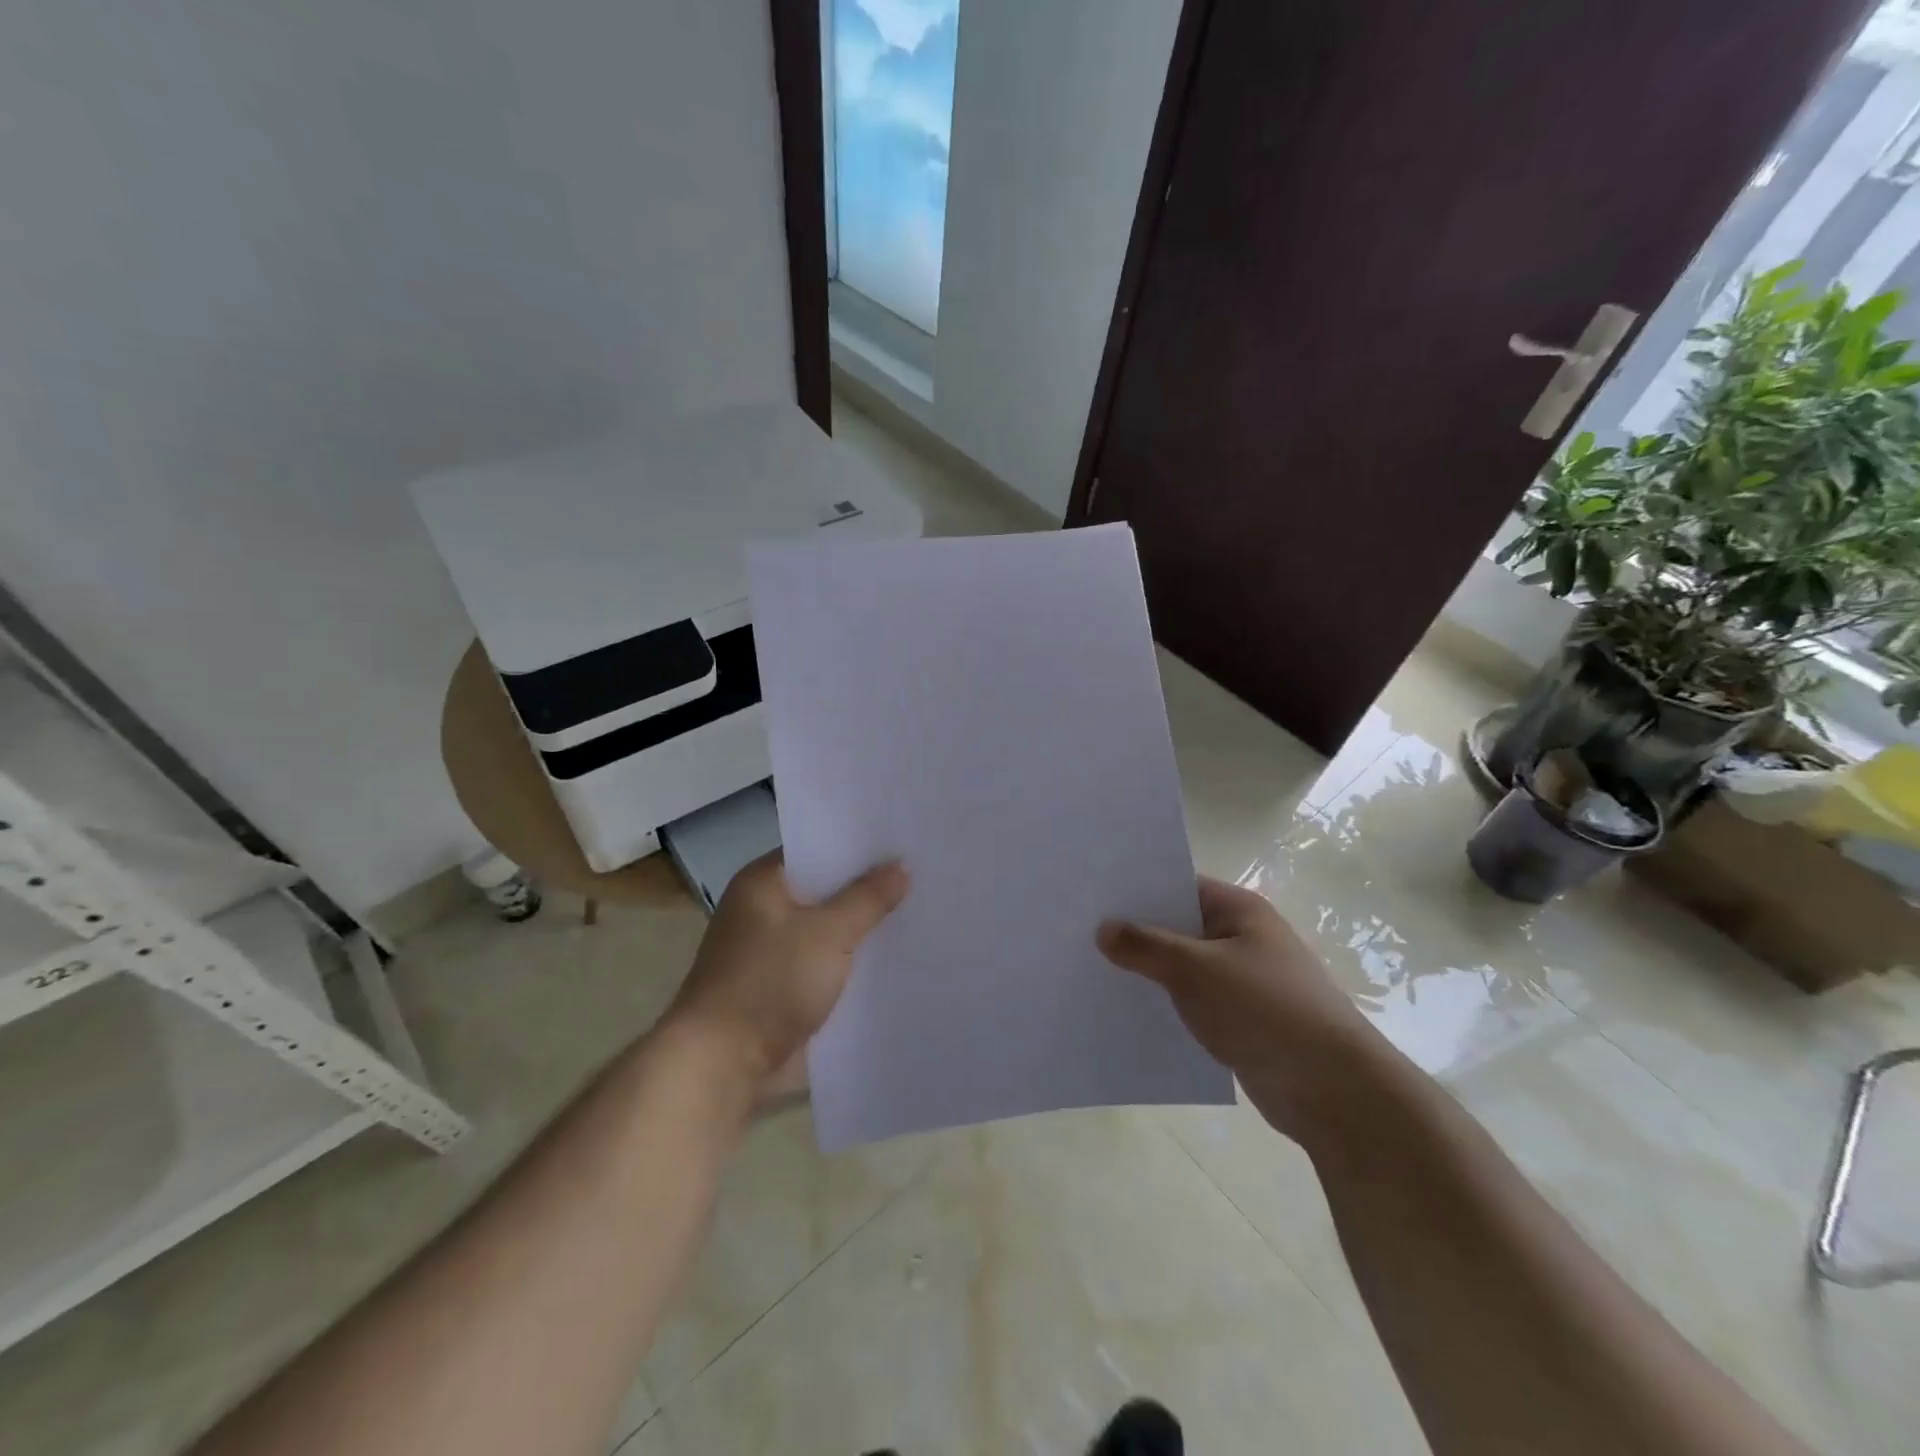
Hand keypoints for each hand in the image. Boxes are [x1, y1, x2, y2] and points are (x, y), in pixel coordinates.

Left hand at [667, 850, 908, 1089]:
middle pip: (825, 890)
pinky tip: (893, 959)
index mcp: (763, 883)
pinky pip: (825, 964)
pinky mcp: (782, 987)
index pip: (816, 849)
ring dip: (861, 929)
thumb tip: (901, 865)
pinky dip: (851, 963)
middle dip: (867, 889)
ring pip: (828, 930)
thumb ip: (867, 898)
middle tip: (921, 876)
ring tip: (918, 913)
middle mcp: (763, 910)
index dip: (857, 846)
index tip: (901, 841)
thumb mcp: (829, 933)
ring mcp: (771, 951)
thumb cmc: (770, 982)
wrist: (724, 1064)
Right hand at [1097, 877, 1379, 1135]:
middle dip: (1136, 933)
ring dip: (1149, 972)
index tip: (1092, 896)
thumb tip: (1103, 929)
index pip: (1178, 885)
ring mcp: (1243, 980)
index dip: (1137, 889)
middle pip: (1178, 926)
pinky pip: (1193, 1001)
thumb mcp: (1196, 970)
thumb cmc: (1264, 1009)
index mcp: (1238, 910)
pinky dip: (1167, 1003)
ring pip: (1183, 967)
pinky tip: (1129, 1011)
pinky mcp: (1241, 1019)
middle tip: (1080, 933)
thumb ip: (1145, 946)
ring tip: (1093, 971)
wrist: (1332, 1089)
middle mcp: (1242, 937)